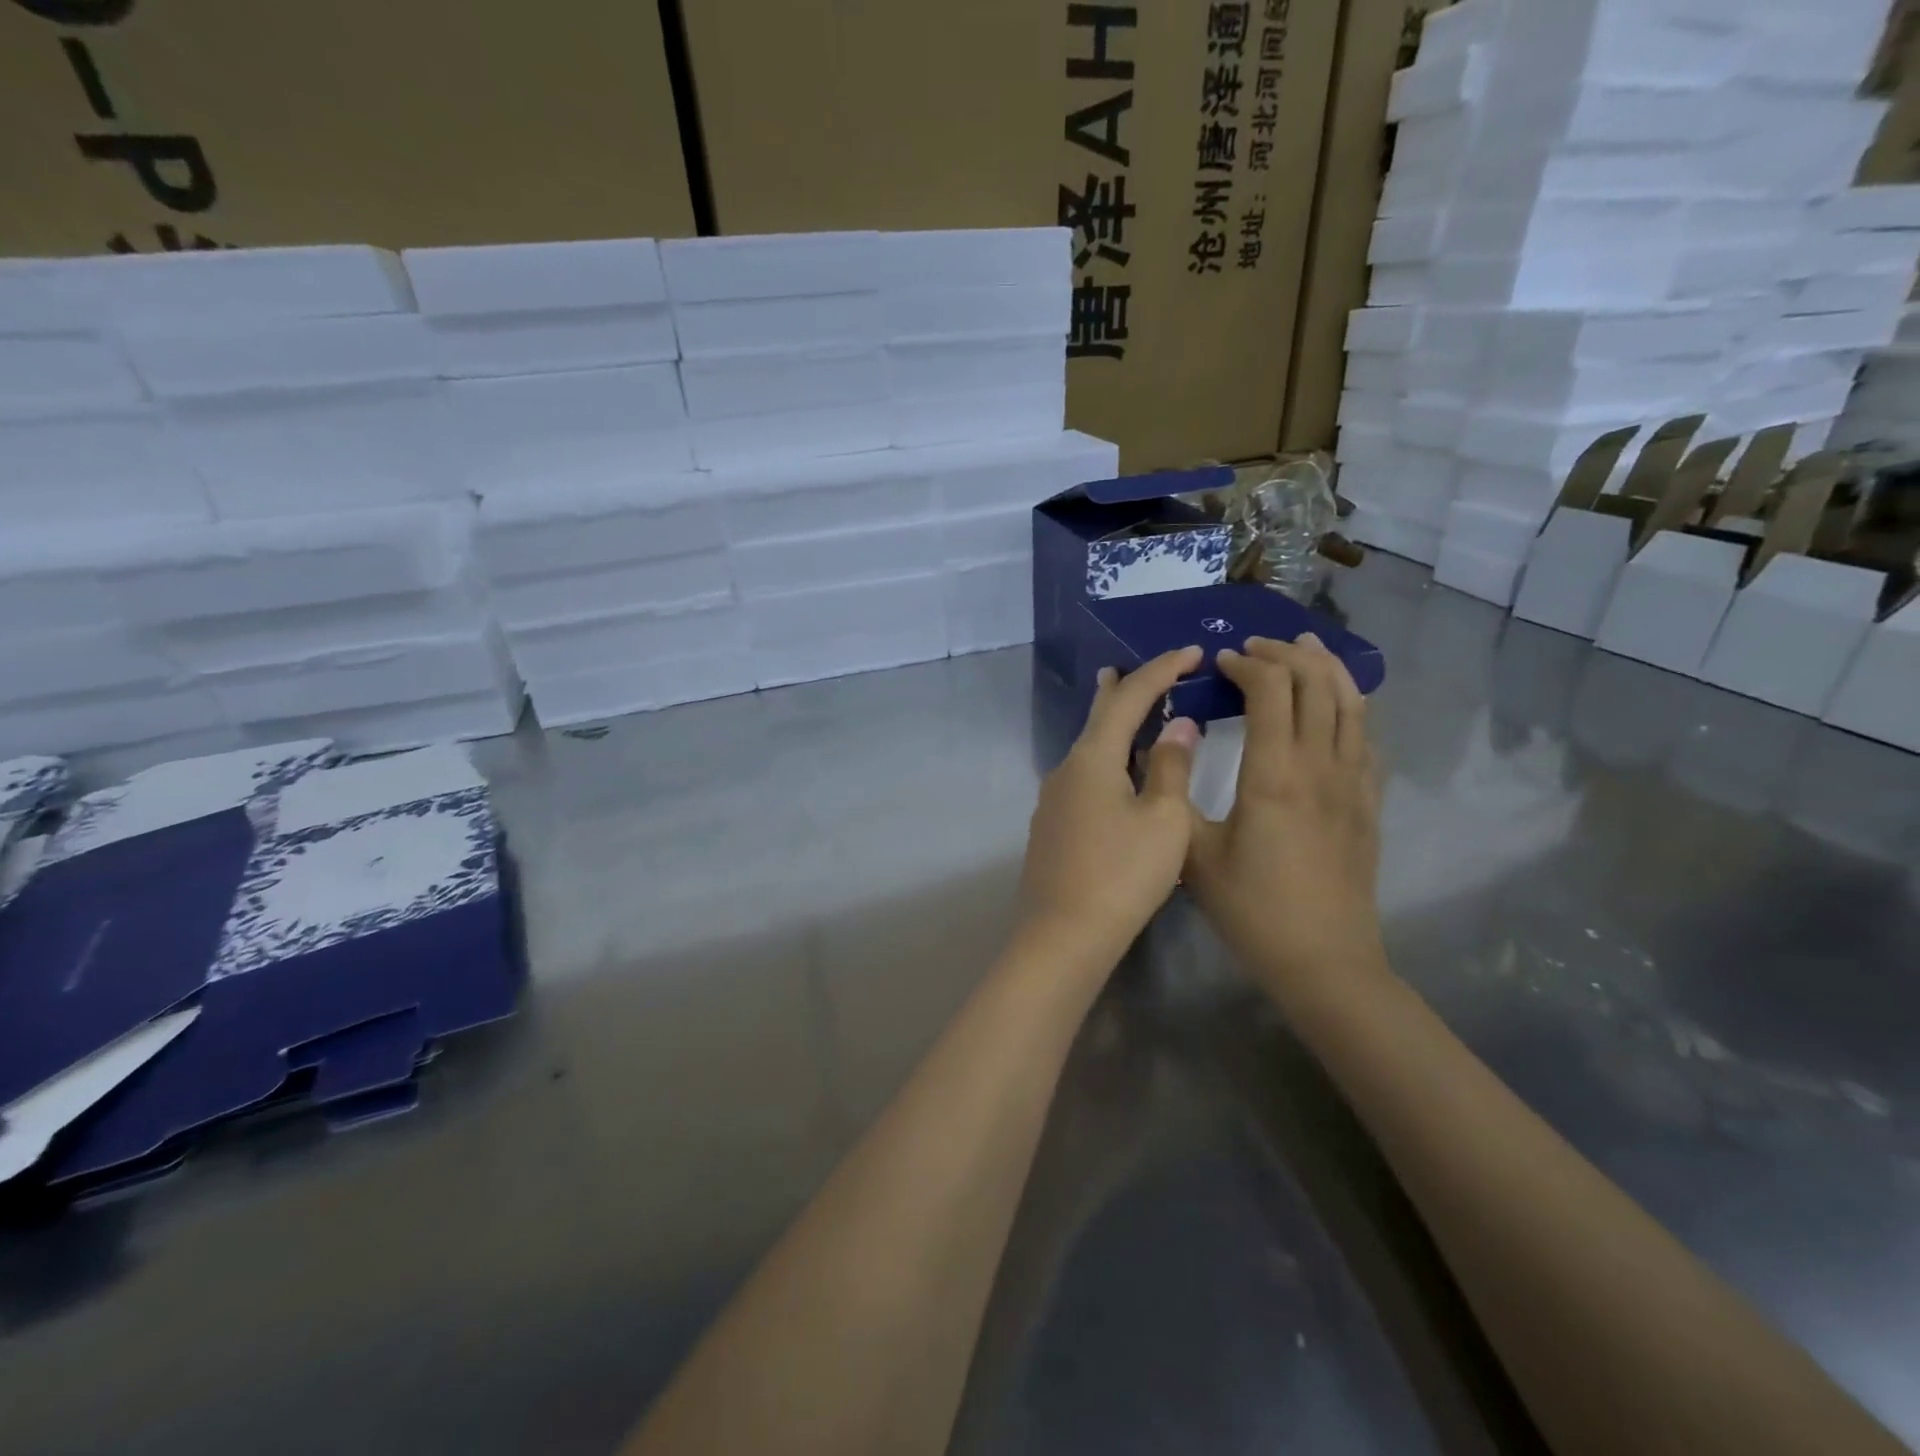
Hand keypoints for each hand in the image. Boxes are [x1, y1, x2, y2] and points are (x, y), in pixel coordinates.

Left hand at [1017, 647, 1202, 961]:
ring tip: (1126, 710)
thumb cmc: (1122, 874)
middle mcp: (1066, 769)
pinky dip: (1106, 759)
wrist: (1063, 934)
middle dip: (1121, 689)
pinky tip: (1115, 772)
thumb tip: (1176, 726)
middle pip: (1097, 717)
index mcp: (1093, 758)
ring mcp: (1054, 799)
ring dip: (1111, 726)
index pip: (1129, 698)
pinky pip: (1084, 776)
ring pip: (1089, 749)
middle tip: (1134, 668)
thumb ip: (1170, 767)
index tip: (1190, 652)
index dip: (1161, 670)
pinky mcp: (1053, 826)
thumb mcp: (1163, 820)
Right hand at [1185, 634, 1385, 1008]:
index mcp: (1273, 775)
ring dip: (1327, 667)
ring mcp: (1352, 783)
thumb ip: (1174, 796)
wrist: (1324, 960)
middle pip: (1316, 684)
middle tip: (1255, 647)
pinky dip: (1351, 705)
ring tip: (1305, 647)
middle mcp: (1320, 767)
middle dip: (1286, 653)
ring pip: (1351, 702)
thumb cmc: (1251, 909)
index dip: (1247, 664)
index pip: (1271, 691)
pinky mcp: (1369, 802)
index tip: (1221, 662)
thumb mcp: (1193, 855)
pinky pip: (1367, 736)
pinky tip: (1338, 704)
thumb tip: (1165, 748)